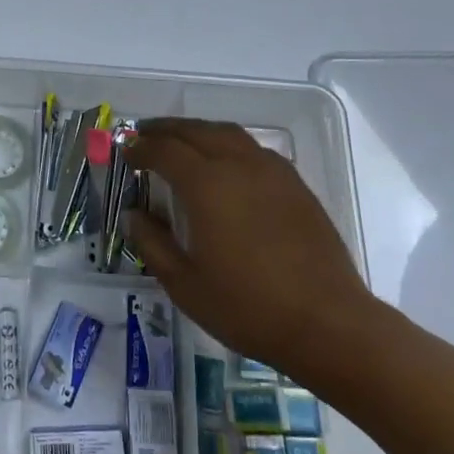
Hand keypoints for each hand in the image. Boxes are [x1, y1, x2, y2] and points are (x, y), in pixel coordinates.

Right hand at [124, 119, 377, 390]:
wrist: (328, 323)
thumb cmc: (249, 307)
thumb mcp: (186, 285)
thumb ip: (153, 244)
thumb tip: (135, 215)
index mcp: (206, 185)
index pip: (164, 151)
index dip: (140, 148)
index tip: (125, 152)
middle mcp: (237, 165)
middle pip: (195, 131)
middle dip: (165, 130)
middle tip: (144, 135)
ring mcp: (271, 171)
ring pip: (227, 133)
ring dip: (198, 130)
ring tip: (181, 140)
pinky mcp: (295, 184)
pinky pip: (253, 148)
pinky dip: (229, 144)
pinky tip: (227, 162)